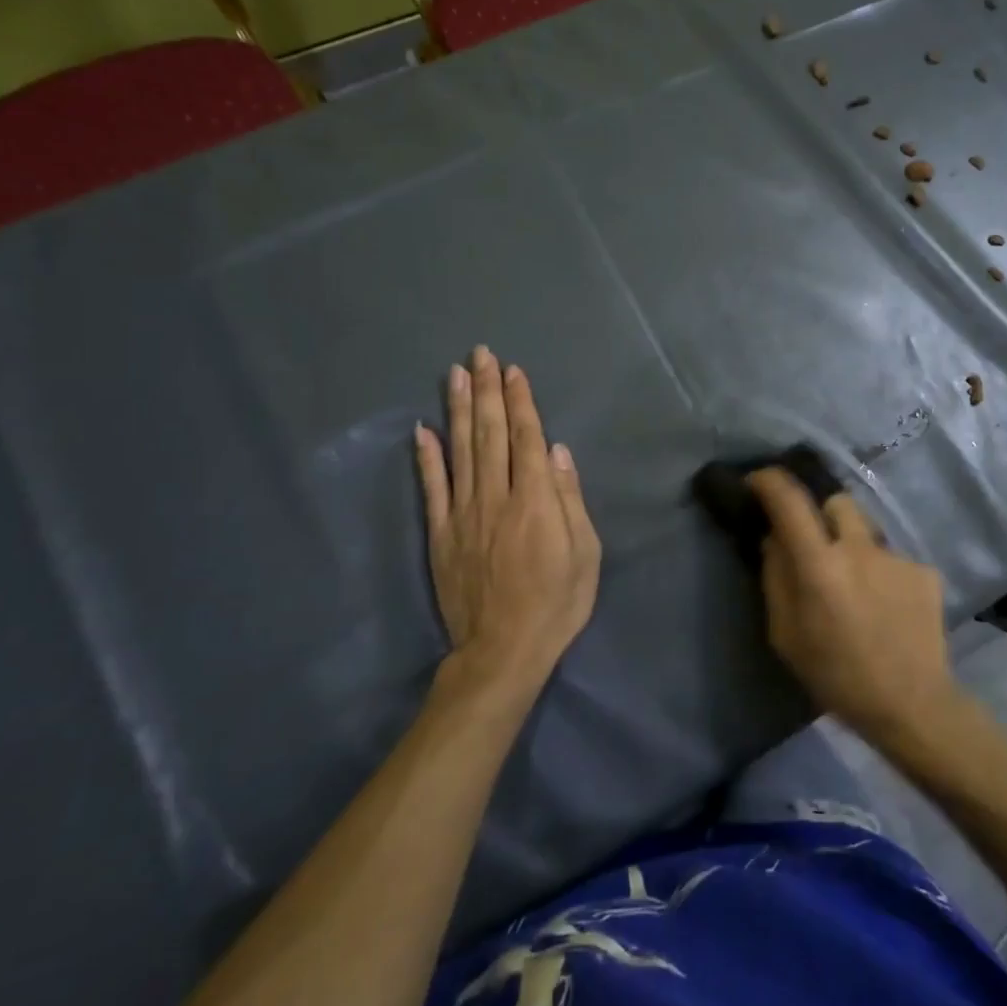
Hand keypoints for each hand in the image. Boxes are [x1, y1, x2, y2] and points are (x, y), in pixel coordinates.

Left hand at [415, 347, 600, 695]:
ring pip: (459, 450)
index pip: (525, 438)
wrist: (503, 650)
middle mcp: (496, 497)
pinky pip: (432, 488)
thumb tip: (557, 452)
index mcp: (535, 500)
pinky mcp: (441, 533)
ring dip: (457, 409)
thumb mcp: (585, 554)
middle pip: (490, 433)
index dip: (519, 401)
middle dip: (487, 391)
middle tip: (481, 355)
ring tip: (454, 374)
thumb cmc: (556, 602)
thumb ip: (569, 499)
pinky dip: (426, 457)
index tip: (513, 370)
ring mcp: (463, 513)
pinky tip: (421, 429)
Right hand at [746, 468, 957, 745]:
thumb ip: (775, 579)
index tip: (757, 482)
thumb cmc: (836, 676)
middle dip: (819, 513)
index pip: (789, 500)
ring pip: (866, 530)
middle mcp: (859, 549)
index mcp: (819, 566)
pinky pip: (891, 558)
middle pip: (835, 501)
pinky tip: (885, 606)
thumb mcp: (785, 635)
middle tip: (814, 542)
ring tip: (855, 585)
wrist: (912, 705)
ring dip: (852, 545)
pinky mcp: (924, 571)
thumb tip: (774, 540)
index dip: (769, 481)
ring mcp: (897, 557)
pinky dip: (881, 573)